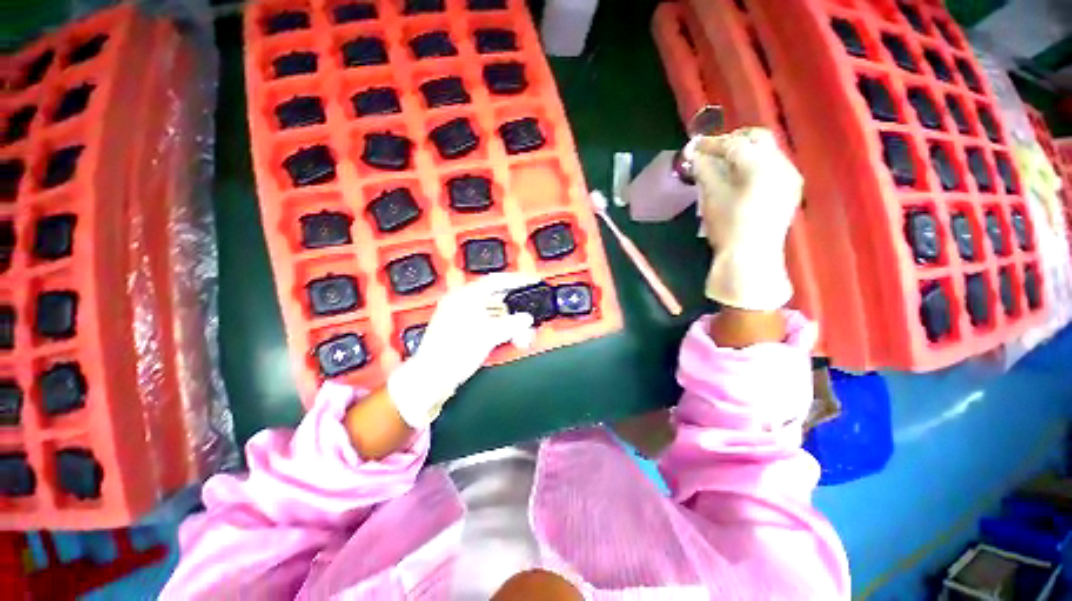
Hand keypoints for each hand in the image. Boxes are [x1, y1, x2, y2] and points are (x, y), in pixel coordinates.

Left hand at [387, 273, 538, 427]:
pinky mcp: (464, 332)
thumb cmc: (454, 353)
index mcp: (464, 297)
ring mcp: (462, 318)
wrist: (433, 378)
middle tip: (530, 317)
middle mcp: (462, 303)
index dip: (516, 281)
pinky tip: (511, 339)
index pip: (495, 281)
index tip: (532, 282)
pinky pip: (489, 324)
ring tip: (522, 336)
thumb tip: (526, 319)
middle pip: (497, 299)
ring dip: (510, 323)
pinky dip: (501, 330)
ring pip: (495, 314)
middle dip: (516, 310)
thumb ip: (511, 324)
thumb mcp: (487, 335)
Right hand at [687, 127, 801, 310]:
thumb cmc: (728, 226)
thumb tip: (695, 154)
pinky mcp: (790, 189)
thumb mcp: (711, 197)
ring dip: (745, 152)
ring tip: (724, 165)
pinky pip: (773, 166)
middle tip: (713, 151)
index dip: (712, 143)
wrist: (751, 257)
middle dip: (733, 140)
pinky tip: (741, 178)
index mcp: (760, 164)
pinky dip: (755, 165)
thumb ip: (704, 170)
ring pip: (767, 152)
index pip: (734, 144)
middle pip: (757, 139)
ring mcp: (789, 176)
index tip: (695, 146)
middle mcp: (781, 164)